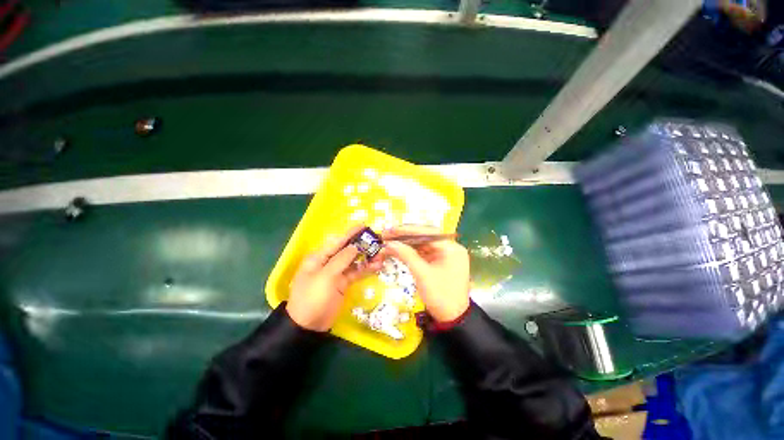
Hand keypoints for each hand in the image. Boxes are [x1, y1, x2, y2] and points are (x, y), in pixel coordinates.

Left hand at [287, 224, 380, 331]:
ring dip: (366, 257)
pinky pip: (356, 272)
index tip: (364, 225)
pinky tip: (376, 266)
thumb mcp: (326, 277)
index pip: (337, 241)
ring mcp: (337, 273)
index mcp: (319, 257)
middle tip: (378, 241)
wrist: (308, 326)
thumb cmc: (313, 298)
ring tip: (381, 254)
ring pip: (354, 261)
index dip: (351, 233)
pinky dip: (366, 269)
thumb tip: (355, 246)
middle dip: (362, 245)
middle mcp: (328, 262)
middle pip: (347, 250)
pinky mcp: (343, 283)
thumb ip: (341, 260)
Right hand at [379, 226, 469, 322]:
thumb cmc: (440, 296)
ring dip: (407, 243)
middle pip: (424, 236)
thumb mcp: (422, 274)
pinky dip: (412, 252)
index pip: (427, 232)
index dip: (406, 230)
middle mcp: (450, 247)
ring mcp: (446, 254)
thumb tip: (389, 244)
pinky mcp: (441, 261)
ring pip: (423, 244)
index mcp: (451, 248)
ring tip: (389, 242)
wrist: (453, 319)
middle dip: (405, 236)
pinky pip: (425, 252)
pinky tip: (399, 250)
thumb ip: (406, 255)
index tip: (390, 230)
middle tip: (387, 235)